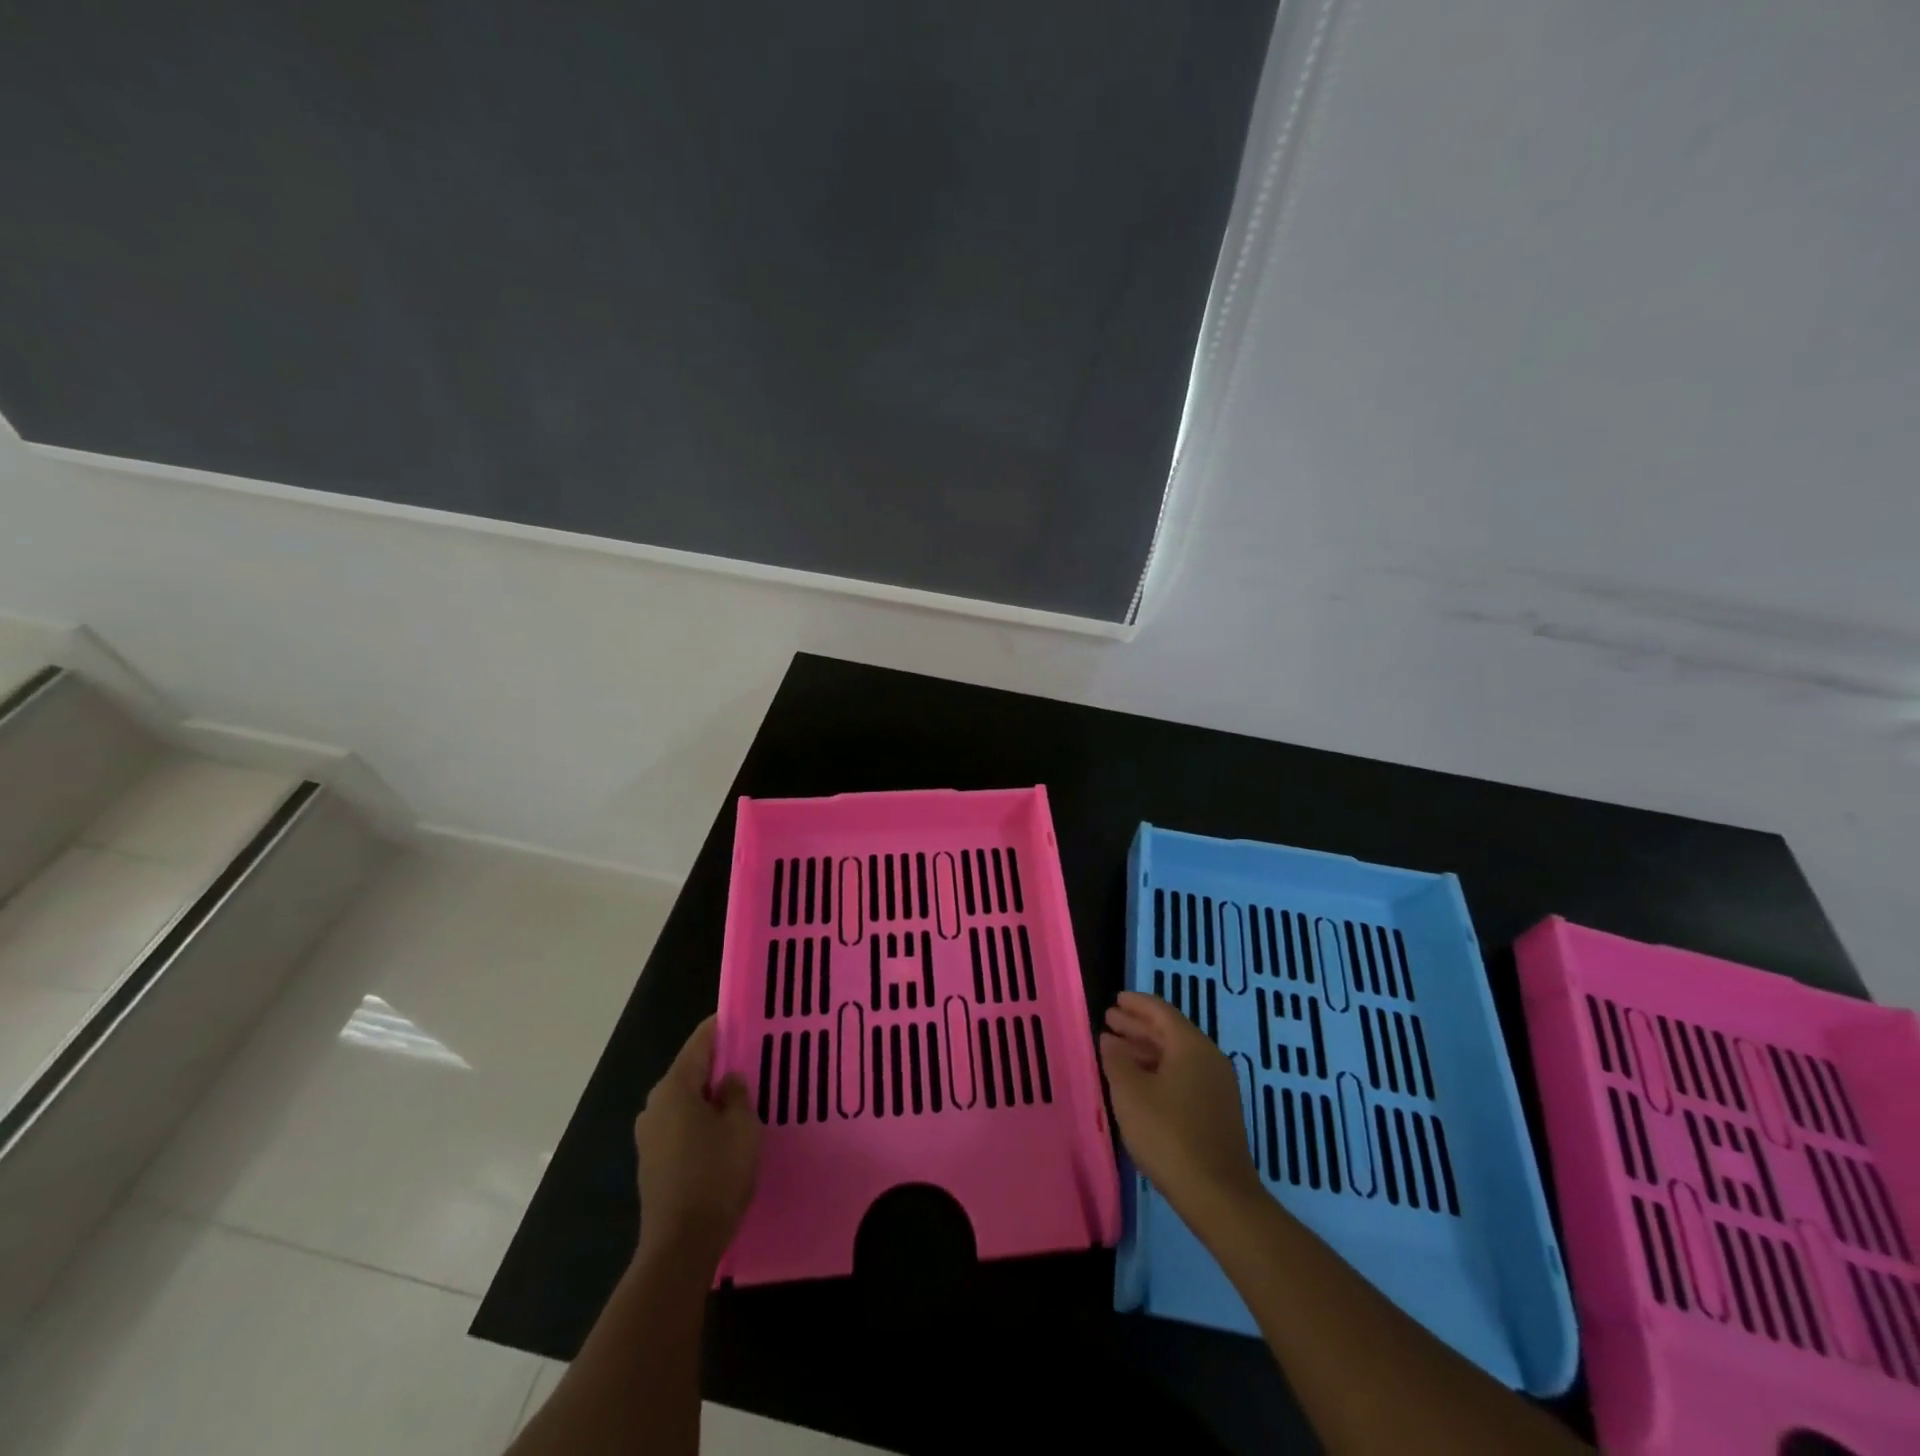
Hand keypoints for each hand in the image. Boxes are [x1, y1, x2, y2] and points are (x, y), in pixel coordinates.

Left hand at [633, 1016, 760, 1264]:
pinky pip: (680, 1125)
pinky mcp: (652, 1162)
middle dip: (718, 1064)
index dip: (720, 1028)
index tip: (742, 1017)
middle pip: (690, 1071)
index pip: (700, 1043)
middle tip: (750, 1059)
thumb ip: (736, 1094)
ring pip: (685, 1100)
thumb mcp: (742, 1127)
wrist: (680, 1246)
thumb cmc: (715, 1176)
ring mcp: (649, 1135)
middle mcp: (654, 1105)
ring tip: (741, 1096)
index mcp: (674, 1088)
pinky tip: (722, 1131)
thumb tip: (727, 1080)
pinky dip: (700, 1120)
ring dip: (709, 1096)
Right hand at [1100, 991, 1259, 1212]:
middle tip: (1109, 1021)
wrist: (1218, 1195)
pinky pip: (1182, 1076)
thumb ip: (1117, 1060)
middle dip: (1138, 1026)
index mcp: (1191, 1046)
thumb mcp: (1131, 1093)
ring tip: (1116, 1051)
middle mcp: (1209, 1059)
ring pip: (1175, 1056)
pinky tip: (1138, 1084)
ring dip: (1145, 1050)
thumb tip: (1110, 1040)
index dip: (1136, 1003)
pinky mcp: (1217, 1112)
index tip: (1115, 999)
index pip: (1161, 1011)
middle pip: (1169, 1032)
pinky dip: (1158, 1071)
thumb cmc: (1168, 1134)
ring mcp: (1216, 1087)